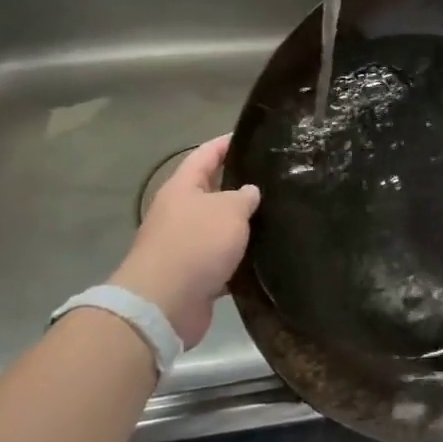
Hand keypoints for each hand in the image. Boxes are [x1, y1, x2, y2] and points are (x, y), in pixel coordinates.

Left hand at [112, 135, 259, 347]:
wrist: (164, 303)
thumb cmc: (196, 243)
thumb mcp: (228, 210)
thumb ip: (244, 196)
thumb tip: (250, 192)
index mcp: (182, 188)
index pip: (205, 155)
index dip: (226, 144)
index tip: (251, 137)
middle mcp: (180, 213)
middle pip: (212, 192)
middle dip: (239, 186)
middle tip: (274, 179)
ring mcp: (185, 245)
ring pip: (220, 228)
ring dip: (242, 226)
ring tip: (277, 216)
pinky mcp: (194, 276)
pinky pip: (222, 260)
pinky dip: (240, 259)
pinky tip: (266, 256)